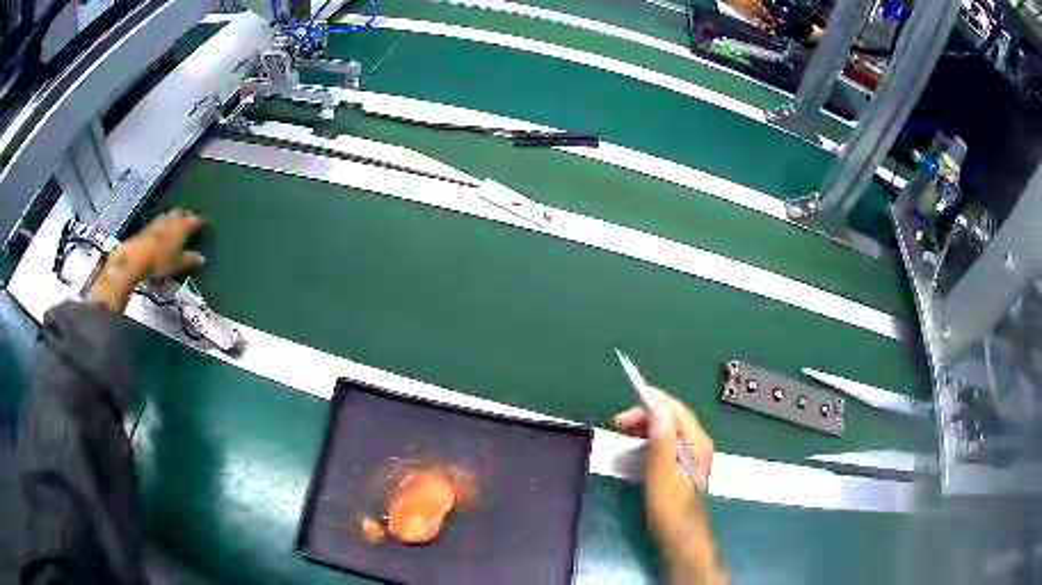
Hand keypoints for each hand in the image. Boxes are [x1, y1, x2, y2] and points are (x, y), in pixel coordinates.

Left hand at [88, 210, 204, 310]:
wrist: (136, 258)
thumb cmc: (160, 260)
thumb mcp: (178, 264)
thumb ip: (190, 260)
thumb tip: (202, 259)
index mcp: (182, 226)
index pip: (195, 220)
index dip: (200, 223)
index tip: (205, 226)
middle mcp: (171, 220)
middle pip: (181, 213)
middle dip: (185, 217)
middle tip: (189, 224)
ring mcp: (158, 223)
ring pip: (168, 217)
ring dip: (173, 220)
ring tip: (175, 228)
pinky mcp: (147, 229)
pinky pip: (158, 224)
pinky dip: (163, 227)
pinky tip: (161, 234)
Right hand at [614, 389, 726, 584]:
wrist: (679, 537)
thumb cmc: (670, 507)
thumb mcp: (661, 473)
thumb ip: (662, 440)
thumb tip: (657, 407)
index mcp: (697, 442)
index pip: (675, 410)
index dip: (653, 401)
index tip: (628, 399)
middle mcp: (697, 444)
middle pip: (671, 418)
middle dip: (645, 415)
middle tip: (618, 423)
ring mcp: (690, 455)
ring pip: (666, 430)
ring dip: (644, 428)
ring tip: (621, 434)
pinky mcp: (680, 466)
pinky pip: (664, 444)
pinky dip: (647, 441)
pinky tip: (633, 449)